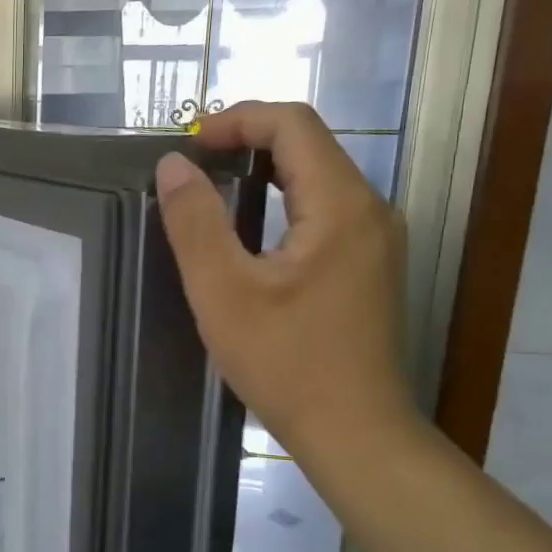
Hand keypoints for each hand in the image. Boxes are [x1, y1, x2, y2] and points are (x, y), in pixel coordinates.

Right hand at [156, 101, 418, 456]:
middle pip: (309, 146)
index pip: (294, 125)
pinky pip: (325, 210)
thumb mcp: (223, 292)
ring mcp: (377, 240)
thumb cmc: (287, 363)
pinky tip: (250, 233)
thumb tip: (173, 165)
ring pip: (318, 177)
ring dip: (264, 171)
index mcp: (341, 206)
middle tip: (193, 166)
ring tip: (212, 192)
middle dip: (248, 141)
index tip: (189, 145)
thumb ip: (195, 223)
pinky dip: (283, 201)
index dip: (238, 120)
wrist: (355, 432)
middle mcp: (371, 210)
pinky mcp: (370, 266)